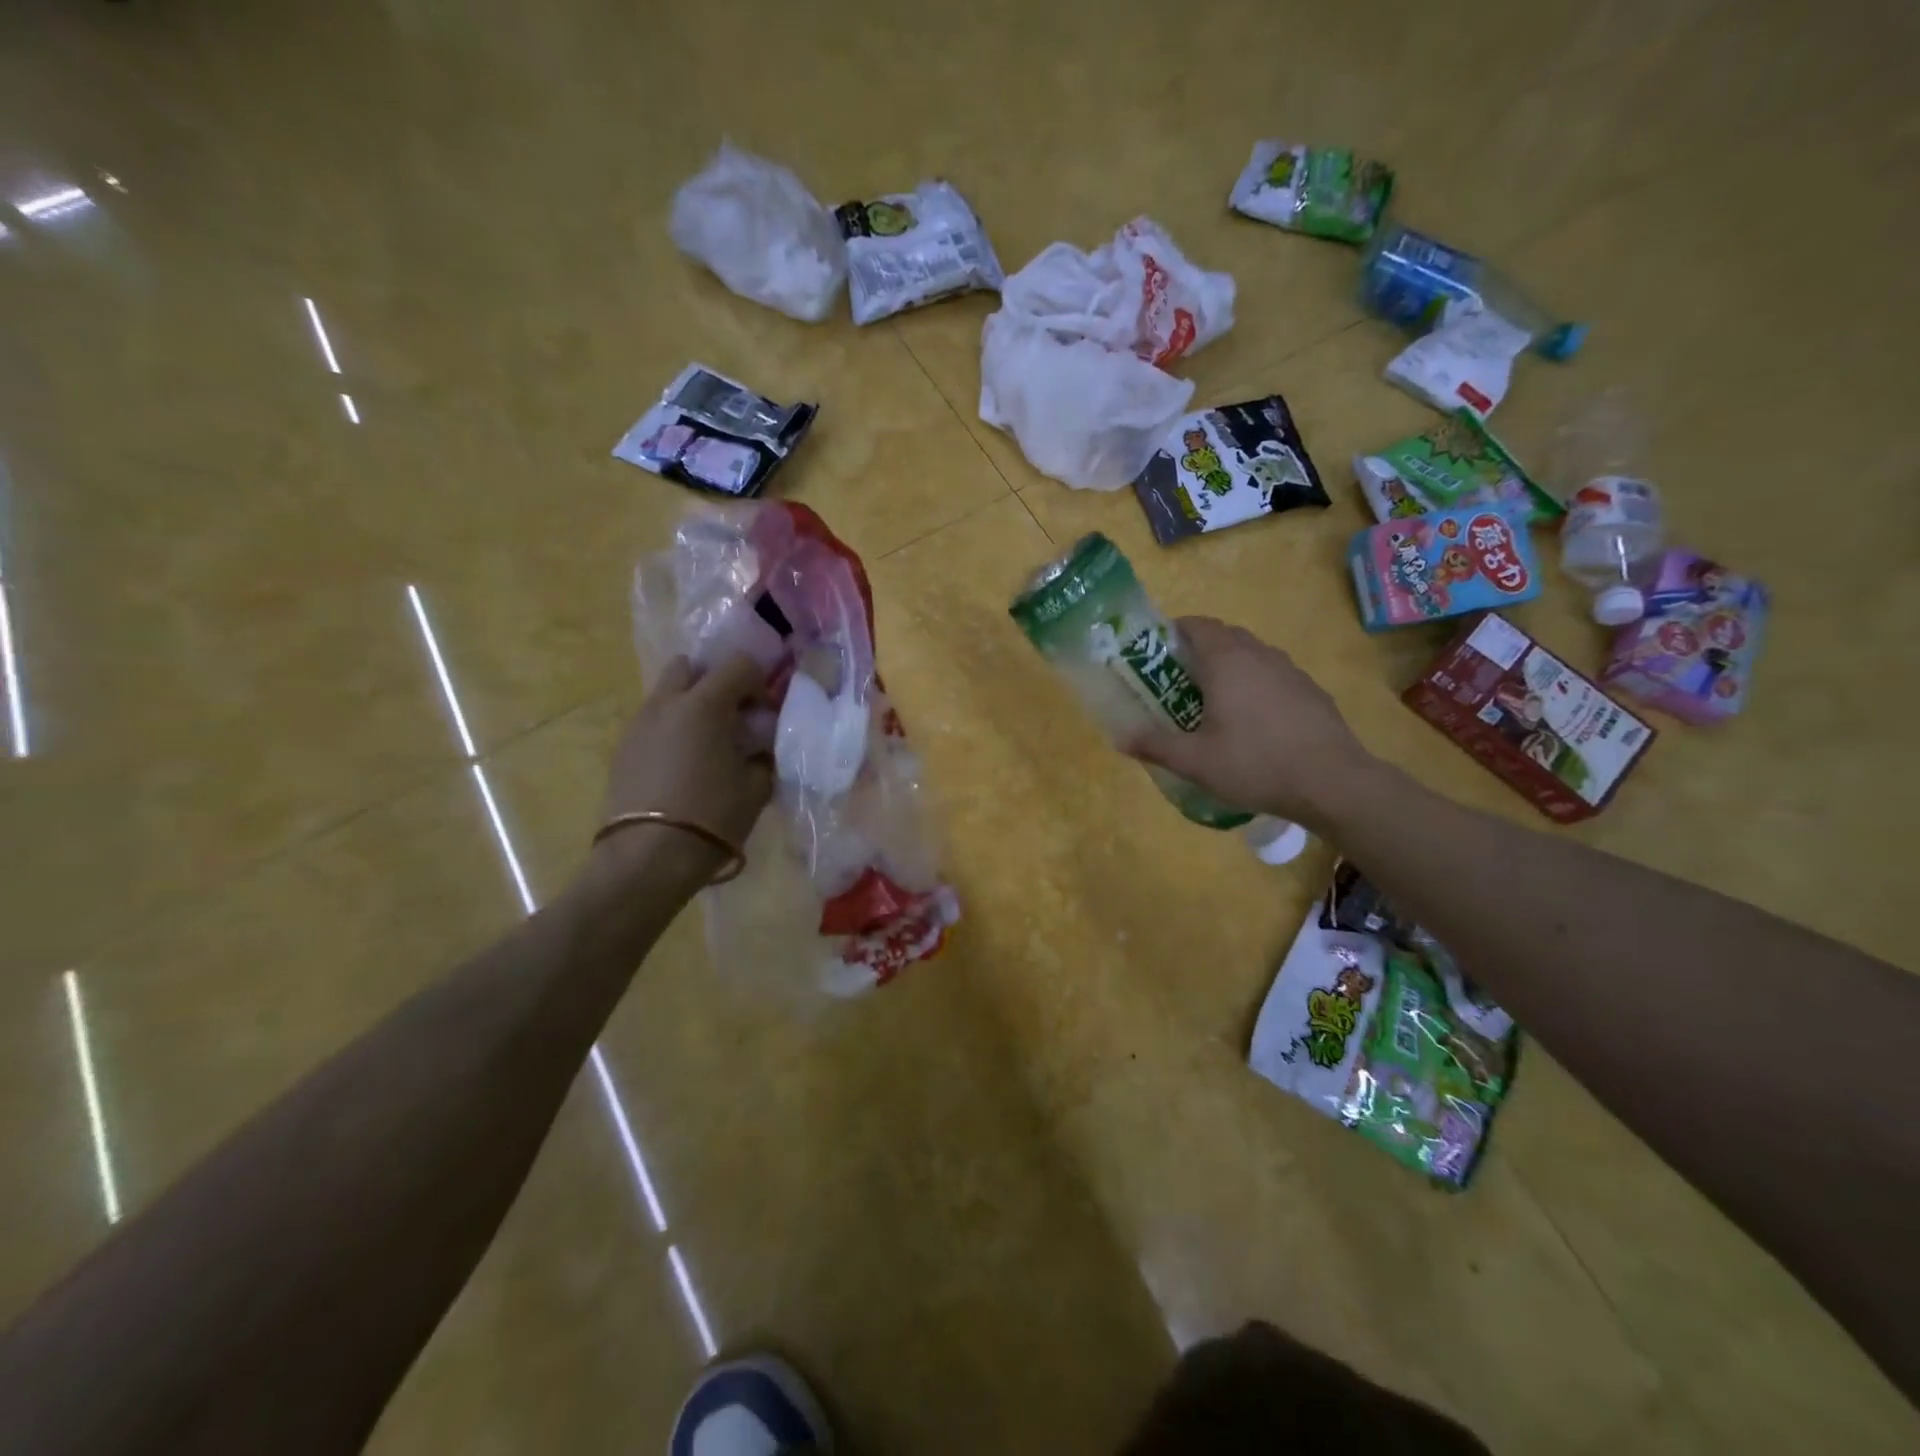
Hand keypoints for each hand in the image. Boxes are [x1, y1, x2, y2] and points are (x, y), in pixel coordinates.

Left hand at [592, 655, 774, 881]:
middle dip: (713, 681)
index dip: (759, 683)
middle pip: (689, 666)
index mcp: (705, 704)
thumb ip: (762, 754)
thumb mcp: (756, 786)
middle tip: (731, 716)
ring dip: (690, 705)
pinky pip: (653, 723)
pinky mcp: (623, 749)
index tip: (765, 713)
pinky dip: (671, 730)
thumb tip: (759, 746)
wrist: (647, 858)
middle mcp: (667, 703)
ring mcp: (639, 724)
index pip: (739, 664)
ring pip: (666, 694)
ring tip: (706, 743)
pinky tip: (683, 765)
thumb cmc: (712, 817)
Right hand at [1123, 617, 1376, 827]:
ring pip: (1251, 655)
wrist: (1332, 782)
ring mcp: (1289, 670)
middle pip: (1223, 636)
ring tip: (1212, 703)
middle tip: (1177, 682)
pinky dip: (1255, 686)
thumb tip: (1119, 738)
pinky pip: (1273, 676)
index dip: (1173, 633)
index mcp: (1226, 660)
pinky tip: (1253, 722)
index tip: (1155, 655)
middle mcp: (1259, 654)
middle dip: (1197, 651)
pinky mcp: (1310, 690)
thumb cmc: (1255, 763)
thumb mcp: (1195, 761)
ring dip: (1229, 668)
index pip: (1196, 625)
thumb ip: (1155, 745)